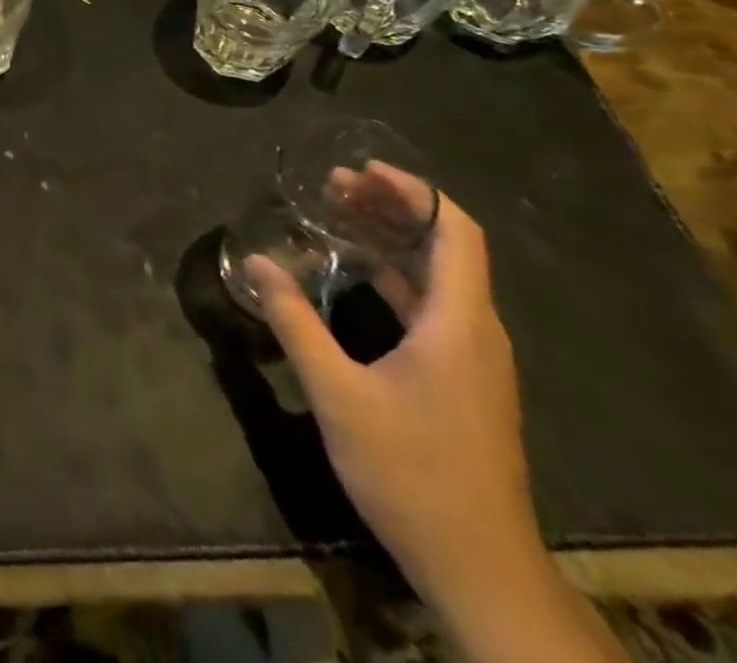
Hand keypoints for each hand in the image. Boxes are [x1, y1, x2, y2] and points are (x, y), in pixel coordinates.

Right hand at [245, 176, 539, 610]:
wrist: (479, 567)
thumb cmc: (412, 473)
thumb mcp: (338, 394)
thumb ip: (295, 322)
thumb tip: (258, 262)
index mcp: (459, 324)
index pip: (455, 232)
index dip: (413, 191)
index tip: (361, 170)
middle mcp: (476, 330)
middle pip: (445, 246)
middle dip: (391, 207)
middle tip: (333, 185)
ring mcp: (472, 357)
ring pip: (437, 275)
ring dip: (391, 239)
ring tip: (337, 215)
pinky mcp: (463, 378)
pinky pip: (432, 304)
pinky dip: (395, 274)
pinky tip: (354, 273)